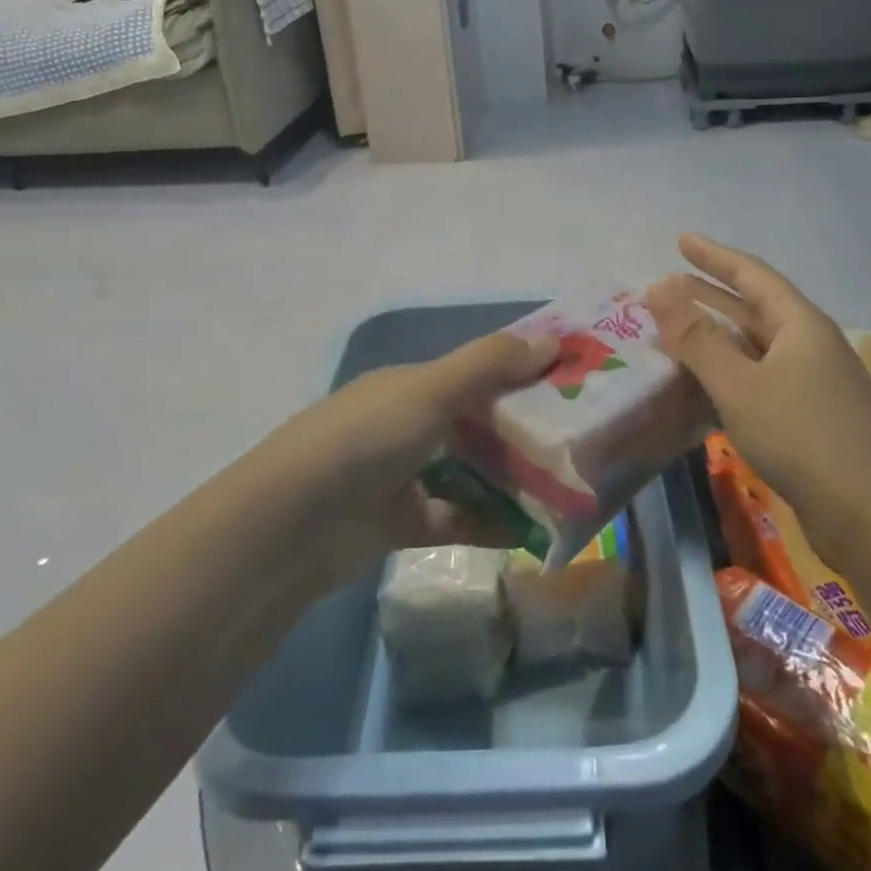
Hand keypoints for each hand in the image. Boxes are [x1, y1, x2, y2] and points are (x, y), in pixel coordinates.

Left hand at [262, 329, 559, 573]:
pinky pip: (454, 517)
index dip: (521, 371)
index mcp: (411, 384)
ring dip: (508, 479)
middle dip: (522, 429)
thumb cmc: (367, 438)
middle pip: (475, 422)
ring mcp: (401, 475)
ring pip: (468, 471)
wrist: (292, 525)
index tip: (570, 380)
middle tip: (578, 440)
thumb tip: (551, 339)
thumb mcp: (430, 390)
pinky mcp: (398, 523)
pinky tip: (527, 531)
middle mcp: (407, 423)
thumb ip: (489, 365)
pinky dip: (486, 522)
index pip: (476, 370)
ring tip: (563, 488)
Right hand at [647, 235, 870, 511]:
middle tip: (668, 286)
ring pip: (756, 346)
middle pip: (754, 308)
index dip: (714, 256)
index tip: (681, 240)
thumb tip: (658, 285)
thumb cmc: (801, 437)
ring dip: (717, 337)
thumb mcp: (738, 383)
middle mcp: (810, 344)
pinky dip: (730, 373)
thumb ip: (696, 336)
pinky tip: (705, 387)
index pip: (752, 274)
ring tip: (677, 332)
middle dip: (710, 295)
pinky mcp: (813, 416)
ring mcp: (815, 382)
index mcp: (800, 324)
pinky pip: (762, 378)